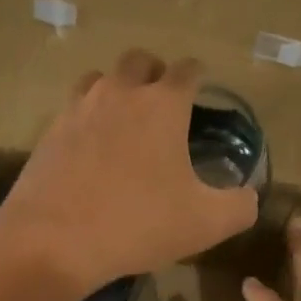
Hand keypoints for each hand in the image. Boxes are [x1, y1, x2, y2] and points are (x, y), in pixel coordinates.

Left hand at [0, 50, 258, 300]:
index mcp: (163, 104)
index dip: (199, 76)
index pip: (188, 70)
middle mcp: (120, 93)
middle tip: (163, 103)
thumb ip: (240, 206)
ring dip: (118, 89)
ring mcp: (79, 108)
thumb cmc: (139, 223)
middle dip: (156, 73)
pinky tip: (93, 148)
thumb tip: (249, 196)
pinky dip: (88, 117)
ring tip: (126, 120)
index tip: (202, 90)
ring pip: (101, 78)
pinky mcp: (50, 131)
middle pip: (140, 60)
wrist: (55, 240)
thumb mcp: (207, 223)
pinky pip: (74, 108)